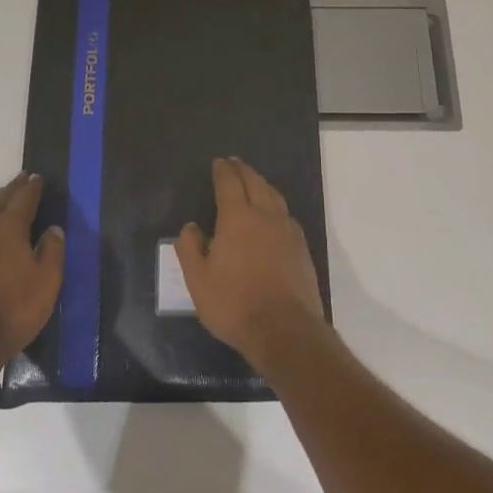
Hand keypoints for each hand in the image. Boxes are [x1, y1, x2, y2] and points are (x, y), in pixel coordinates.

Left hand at [0, 172, 64, 378]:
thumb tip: (53, 228)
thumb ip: (52, 251)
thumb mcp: (46, 282)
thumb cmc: (12, 310)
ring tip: (5, 197)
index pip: (23, 199)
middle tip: (23, 179)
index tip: (38, 177)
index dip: (33, 188)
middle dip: (13, 189)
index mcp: (8, 227)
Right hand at [175, 157, 325, 368]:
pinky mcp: (302, 248)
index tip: (219, 162)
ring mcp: (288, 231)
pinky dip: (276, 205)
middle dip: (244, 171)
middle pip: (256, 183)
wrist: (285, 330)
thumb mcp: (198, 281)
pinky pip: (286, 215)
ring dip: (262, 184)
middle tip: (235, 163)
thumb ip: (190, 250)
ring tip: (254, 181)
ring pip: (275, 196)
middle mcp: (266, 216)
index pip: (230, 184)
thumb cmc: (234, 304)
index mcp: (238, 219)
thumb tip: (190, 227)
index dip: (223, 171)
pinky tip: (273, 214)